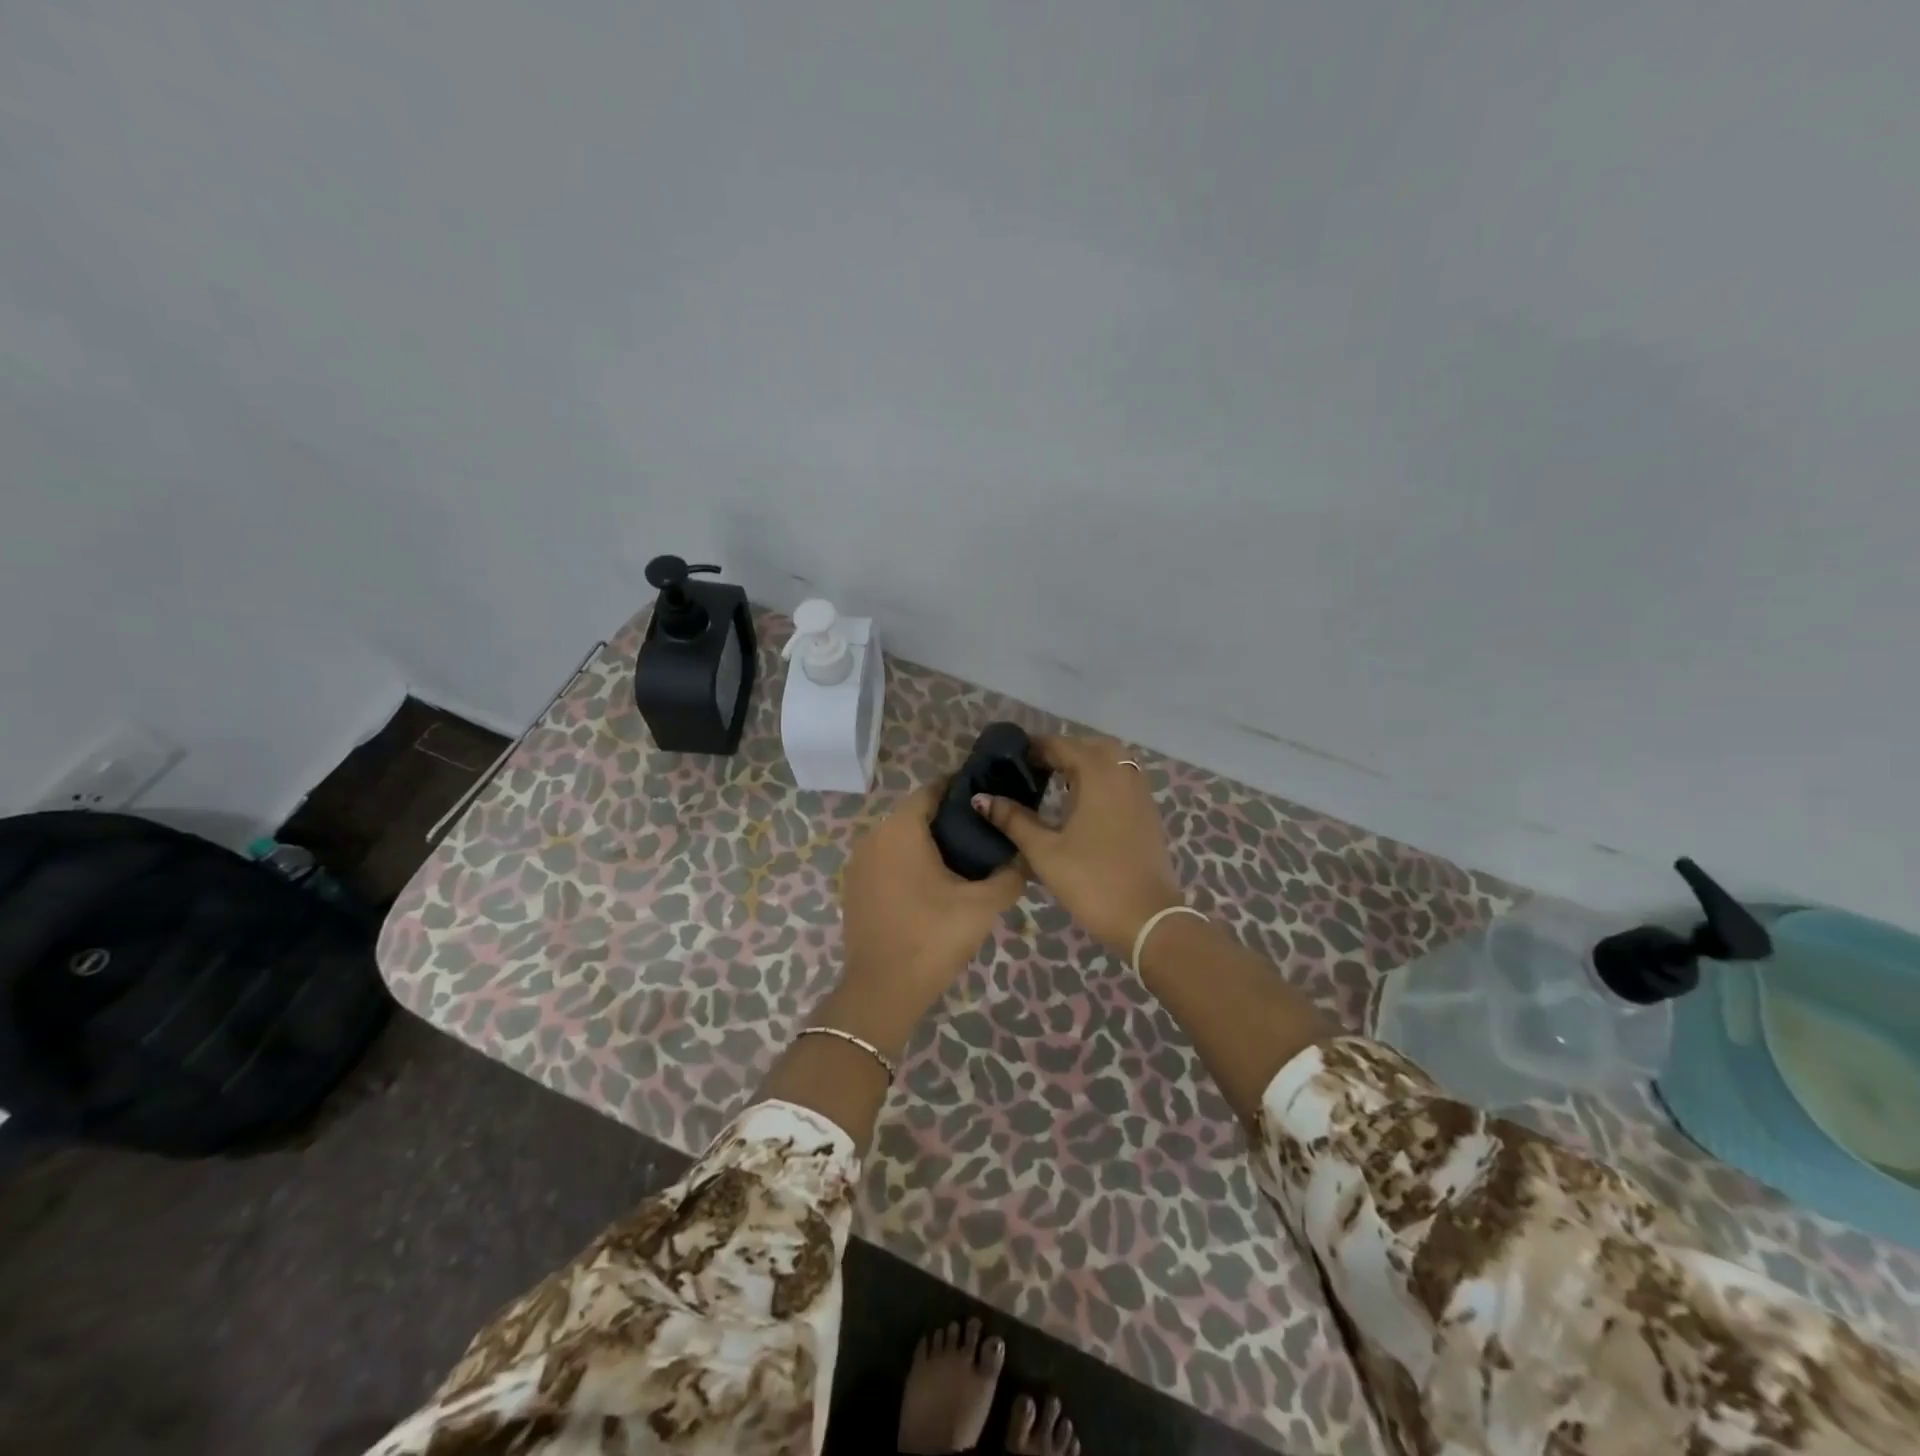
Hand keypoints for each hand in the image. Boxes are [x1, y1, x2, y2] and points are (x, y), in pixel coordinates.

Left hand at [835, 782, 1024, 1052]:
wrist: (882, 991)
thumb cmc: (932, 937)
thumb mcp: (982, 905)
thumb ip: (1010, 874)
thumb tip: (1025, 857)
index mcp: (900, 828)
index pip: (933, 789)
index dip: (962, 789)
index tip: (990, 798)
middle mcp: (874, 836)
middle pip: (916, 813)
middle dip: (949, 818)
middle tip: (985, 832)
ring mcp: (859, 862)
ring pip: (900, 838)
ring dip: (929, 842)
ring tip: (966, 859)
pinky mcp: (854, 887)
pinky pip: (887, 860)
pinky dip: (910, 862)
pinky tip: (935, 883)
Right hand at [972, 735, 1184, 957]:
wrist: (1149, 920)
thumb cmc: (1092, 881)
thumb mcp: (1044, 851)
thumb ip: (1013, 820)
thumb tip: (982, 798)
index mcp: (1097, 775)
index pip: (1061, 745)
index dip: (1034, 747)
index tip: (1009, 759)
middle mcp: (1122, 774)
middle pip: (1090, 746)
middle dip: (1062, 751)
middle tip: (1035, 770)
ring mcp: (1140, 793)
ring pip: (1111, 761)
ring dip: (1085, 764)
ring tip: (1056, 784)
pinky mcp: (1148, 813)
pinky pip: (1123, 780)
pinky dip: (1102, 780)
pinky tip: (1083, 805)